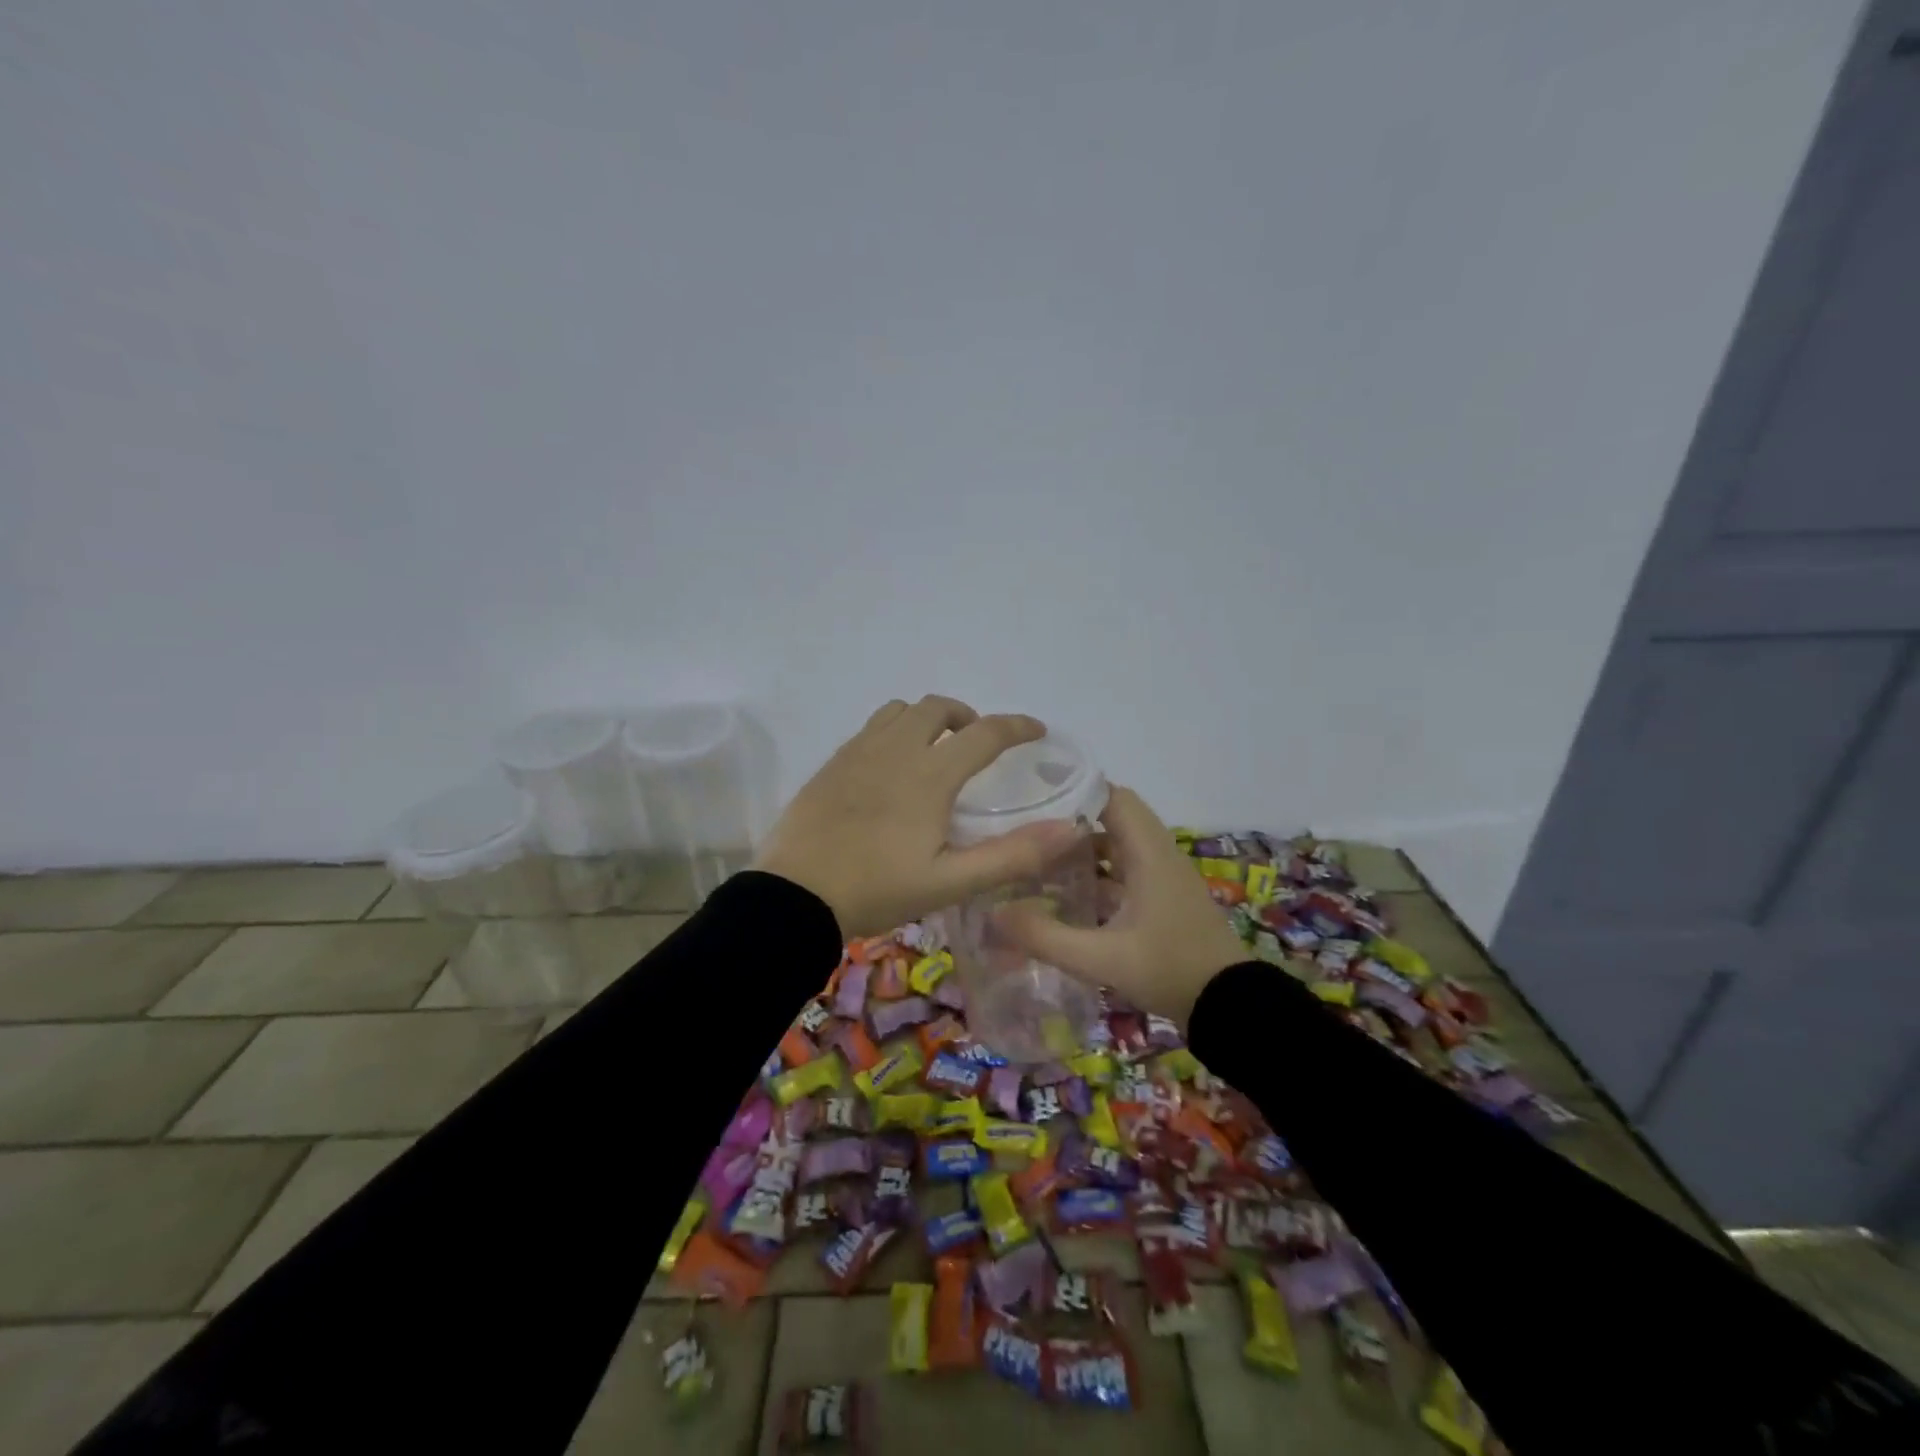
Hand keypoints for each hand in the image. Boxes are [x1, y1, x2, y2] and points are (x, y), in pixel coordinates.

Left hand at [753, 696, 1083, 938]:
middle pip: (937, 708)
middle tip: (977, 744)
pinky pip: (870, 728)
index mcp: (929, 775)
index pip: (984, 733)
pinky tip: (890, 766)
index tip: (1036, 730)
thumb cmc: (876, 890)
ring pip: (899, 710)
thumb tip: (1070, 829)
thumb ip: (1012, 855)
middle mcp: (895, 749)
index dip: (1017, 727)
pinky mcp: (832, 763)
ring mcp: (858, 752)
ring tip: (934, 748)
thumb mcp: (950, 883)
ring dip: (926, 718)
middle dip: (967, 716)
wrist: (793, 896)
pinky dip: (894, 731)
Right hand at [994, 785, 1247, 1027]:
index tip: (1035, 795)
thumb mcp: (1102, 959)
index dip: (1077, 790)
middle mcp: (1158, 856)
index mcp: (1149, 853)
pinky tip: (1067, 896)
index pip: (1114, 797)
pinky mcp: (1164, 900)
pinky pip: (1126, 872)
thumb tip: (994, 913)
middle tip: (1027, 829)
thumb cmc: (1169, 970)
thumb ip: (1046, 936)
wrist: (1231, 1007)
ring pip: (1119, 846)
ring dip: (1084, 849)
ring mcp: (1164, 879)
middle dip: (1071, 821)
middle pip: (1113, 819)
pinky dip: (1098, 875)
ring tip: (1038, 859)